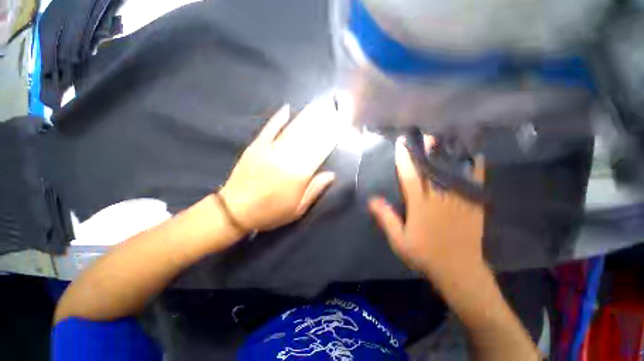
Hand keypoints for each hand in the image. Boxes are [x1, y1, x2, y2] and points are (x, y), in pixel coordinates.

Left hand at [220, 99, 340, 231]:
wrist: (235, 211)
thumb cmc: (271, 212)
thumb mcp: (298, 209)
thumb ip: (315, 189)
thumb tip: (332, 174)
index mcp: (299, 174)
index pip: (319, 152)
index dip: (330, 140)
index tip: (339, 129)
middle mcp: (287, 158)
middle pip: (308, 139)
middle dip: (322, 126)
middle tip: (332, 114)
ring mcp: (270, 150)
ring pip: (292, 132)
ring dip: (306, 120)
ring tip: (318, 110)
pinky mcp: (256, 146)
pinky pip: (270, 129)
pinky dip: (279, 118)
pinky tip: (288, 109)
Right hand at [368, 136, 485, 282]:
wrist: (459, 271)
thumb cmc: (425, 255)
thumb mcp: (399, 240)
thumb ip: (386, 218)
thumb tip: (372, 199)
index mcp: (420, 206)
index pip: (410, 177)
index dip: (405, 159)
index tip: (402, 145)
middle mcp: (440, 198)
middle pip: (433, 169)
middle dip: (428, 150)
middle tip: (426, 134)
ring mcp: (459, 201)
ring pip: (454, 172)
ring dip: (448, 154)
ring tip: (447, 138)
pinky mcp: (474, 206)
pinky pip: (475, 184)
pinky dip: (475, 168)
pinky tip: (475, 156)